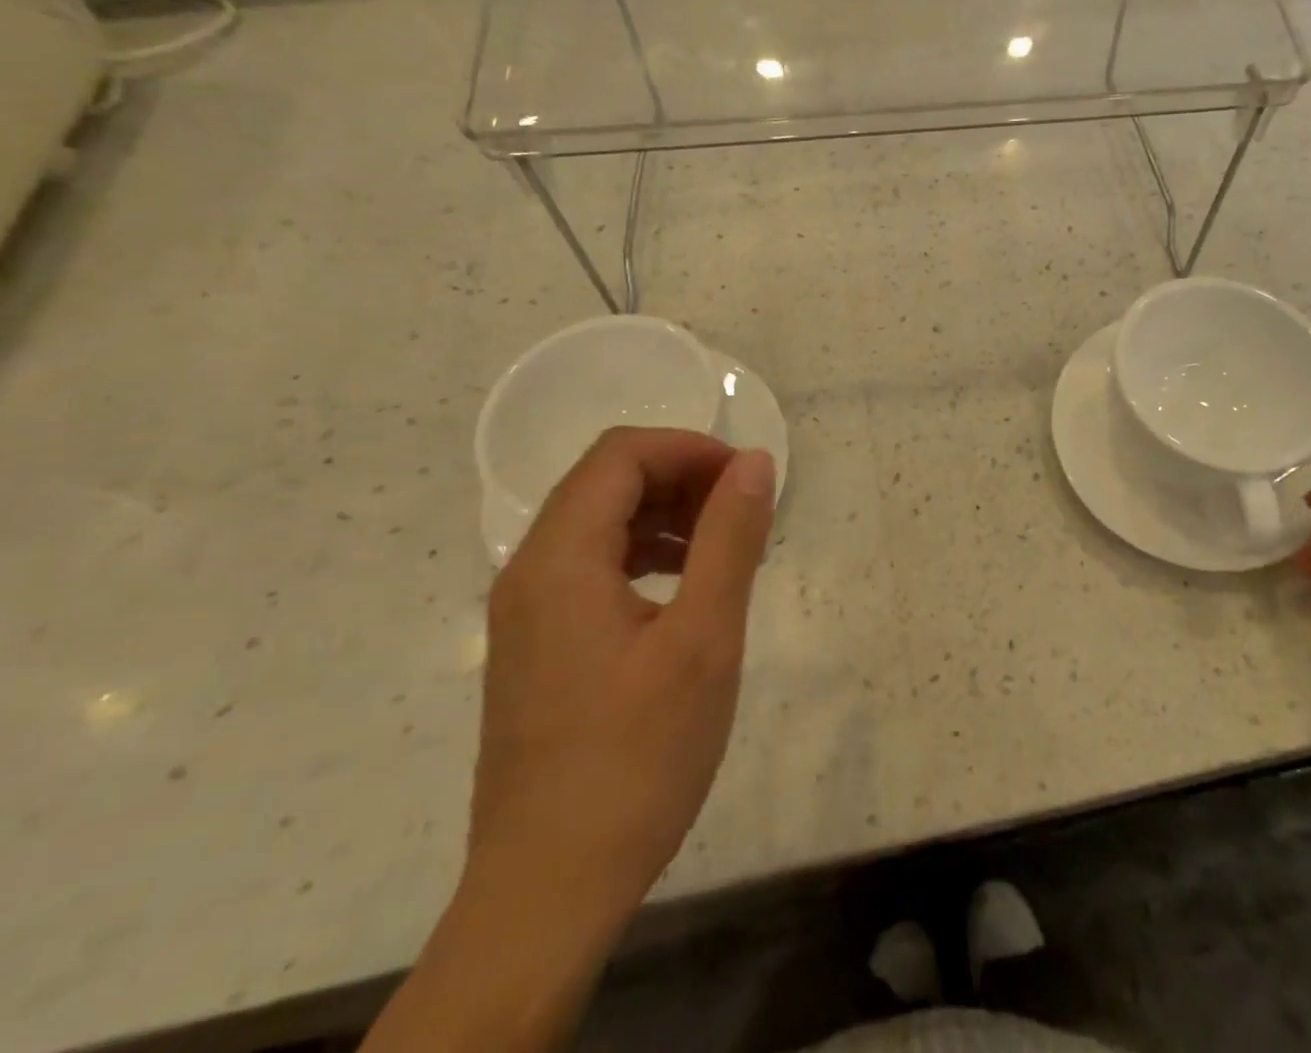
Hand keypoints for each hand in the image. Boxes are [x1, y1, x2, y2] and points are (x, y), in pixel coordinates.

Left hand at [466, 427, 775, 945]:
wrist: (548, 893)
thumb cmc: (636, 758)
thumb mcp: (703, 638)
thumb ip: (730, 539)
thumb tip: (754, 464)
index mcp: (559, 559)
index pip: (621, 455)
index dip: (690, 449)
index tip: (748, 479)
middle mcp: (529, 572)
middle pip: (605, 482)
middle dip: (682, 478)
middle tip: (745, 511)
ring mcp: (526, 613)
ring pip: (598, 523)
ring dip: (666, 516)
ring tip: (726, 548)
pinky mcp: (536, 647)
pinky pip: (590, 567)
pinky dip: (645, 554)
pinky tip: (687, 590)